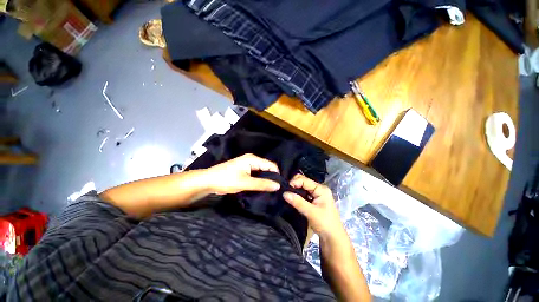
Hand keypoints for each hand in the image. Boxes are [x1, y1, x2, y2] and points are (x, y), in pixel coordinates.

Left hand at [205, 154, 280, 194]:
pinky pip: (256, 175)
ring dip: (265, 180)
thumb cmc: (226, 180)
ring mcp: (247, 165)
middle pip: (266, 168)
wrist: (208, 181)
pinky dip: (259, 181)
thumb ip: (262, 184)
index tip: (280, 186)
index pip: (270, 165)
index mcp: (252, 159)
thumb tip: (278, 186)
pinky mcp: (244, 171)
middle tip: (276, 190)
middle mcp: (251, 160)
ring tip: (271, 190)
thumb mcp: (245, 183)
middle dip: (271, 178)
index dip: (276, 175)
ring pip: (261, 172)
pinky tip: (262, 188)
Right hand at [283, 174, 346, 240]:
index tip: (285, 189)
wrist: (333, 238)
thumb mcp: (311, 213)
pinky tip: (291, 197)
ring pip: (302, 188)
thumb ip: (298, 202)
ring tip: (285, 194)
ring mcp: (316, 194)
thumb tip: (284, 193)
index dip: (294, 182)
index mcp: (321, 189)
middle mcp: (318, 189)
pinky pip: (302, 193)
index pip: (304, 180)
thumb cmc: (325, 224)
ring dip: (294, 190)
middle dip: (293, 185)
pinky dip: (296, 195)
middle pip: (303, 182)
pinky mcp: (313, 200)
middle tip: (284, 191)